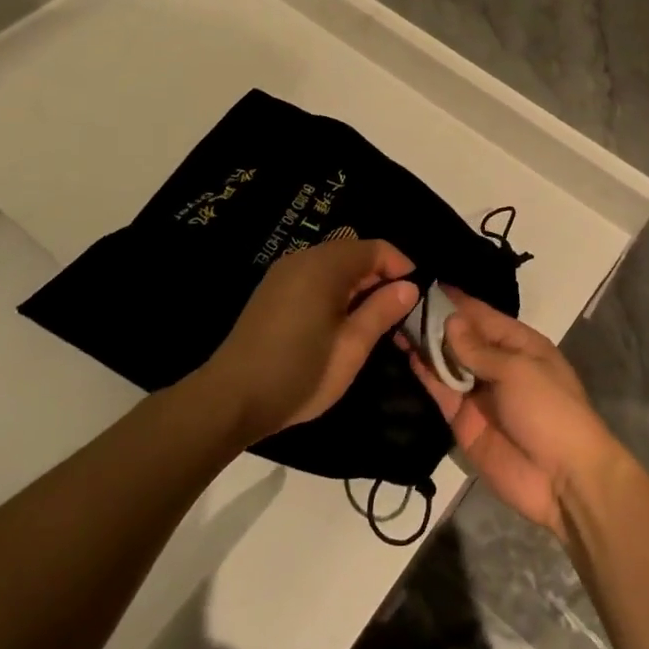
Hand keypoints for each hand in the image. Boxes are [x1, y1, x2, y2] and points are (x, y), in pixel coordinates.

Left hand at [206, 237, 418, 443]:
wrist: (231, 399)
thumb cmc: (300, 373)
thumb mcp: (352, 347)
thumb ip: (381, 311)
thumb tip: (409, 287)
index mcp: (324, 267)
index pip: (374, 248)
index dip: (400, 265)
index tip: (417, 294)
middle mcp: (302, 259)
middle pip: (352, 251)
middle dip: (379, 274)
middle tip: (398, 308)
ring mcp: (283, 274)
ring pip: (332, 263)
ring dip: (357, 282)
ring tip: (373, 316)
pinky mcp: (272, 291)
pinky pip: (313, 276)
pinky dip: (334, 288)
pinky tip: (340, 319)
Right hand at [404, 291, 621, 538]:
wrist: (562, 478)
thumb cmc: (548, 409)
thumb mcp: (517, 370)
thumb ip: (478, 348)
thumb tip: (449, 320)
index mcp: (520, 344)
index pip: (481, 314)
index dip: (454, 300)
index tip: (422, 281)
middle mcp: (497, 363)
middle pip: (461, 337)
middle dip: (434, 321)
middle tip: (396, 300)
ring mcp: (478, 392)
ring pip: (447, 362)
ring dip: (425, 345)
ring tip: (392, 321)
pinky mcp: (462, 420)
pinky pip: (441, 390)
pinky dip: (425, 374)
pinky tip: (405, 354)